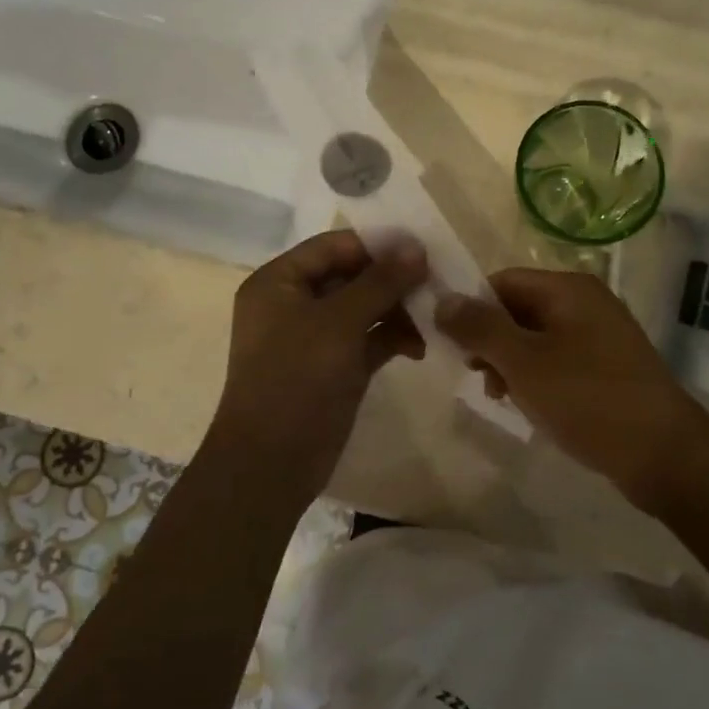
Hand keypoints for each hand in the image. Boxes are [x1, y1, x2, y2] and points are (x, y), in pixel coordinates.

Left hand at [208, 230, 427, 503]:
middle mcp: (294, 302)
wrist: (271, 464)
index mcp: (279, 281)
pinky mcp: (334, 366)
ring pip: (364, 308)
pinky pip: (368, 339)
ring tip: (434, 319)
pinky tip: (420, 347)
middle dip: (393, 280)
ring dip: (398, 311)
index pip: (334, 246)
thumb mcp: (339, 322)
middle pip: (351, 276)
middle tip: (437, 283)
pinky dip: (392, 338)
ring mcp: (314, 337)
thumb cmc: (296, 379)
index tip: (424, 248)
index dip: (378, 245)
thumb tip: (417, 247)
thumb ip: (380, 282)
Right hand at [437, 269, 708, 510]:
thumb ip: (479, 327)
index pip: (502, 281)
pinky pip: (559, 359)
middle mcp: (587, 302)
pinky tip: (529, 405)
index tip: (452, 345)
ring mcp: (601, 335)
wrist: (666, 455)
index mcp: (568, 289)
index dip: (472, 308)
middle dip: (490, 340)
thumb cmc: (588, 399)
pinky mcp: (609, 366)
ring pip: (536, 337)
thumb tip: (442, 299)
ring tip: (500, 396)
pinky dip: (537, 376)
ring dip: (510, 362)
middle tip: (476, 375)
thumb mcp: (523, 362)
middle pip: (519, 308)